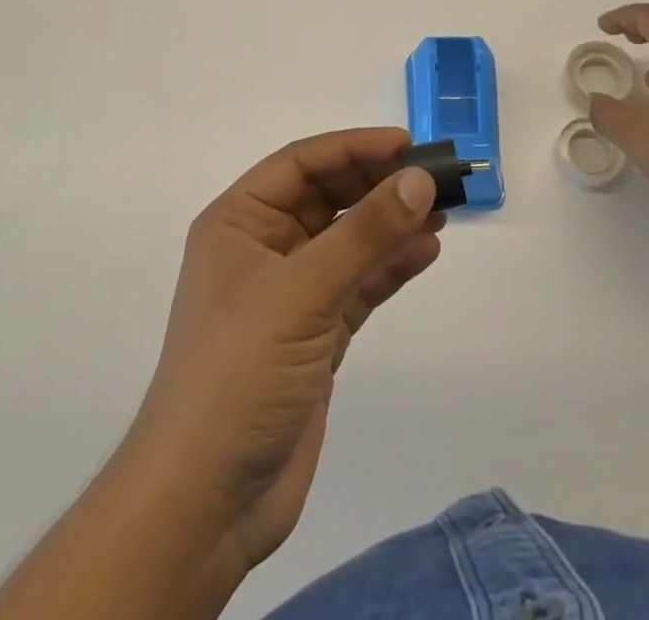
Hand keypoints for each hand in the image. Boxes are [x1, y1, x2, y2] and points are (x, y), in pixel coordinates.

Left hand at [122, 128, 443, 581]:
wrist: (205, 504)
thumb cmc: (238, 374)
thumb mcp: (301, 292)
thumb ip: (364, 234)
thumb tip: (420, 179)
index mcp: (238, 222)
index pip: (301, 164)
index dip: (353, 147)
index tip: (408, 144)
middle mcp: (263, 248)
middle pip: (328, 198)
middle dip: (378, 184)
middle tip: (436, 176)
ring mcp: (291, 293)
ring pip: (348, 240)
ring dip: (391, 223)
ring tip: (442, 210)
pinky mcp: (315, 334)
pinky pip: (359, 283)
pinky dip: (390, 267)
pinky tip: (426, 251)